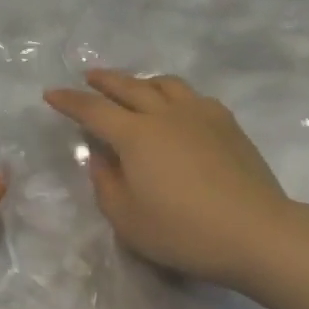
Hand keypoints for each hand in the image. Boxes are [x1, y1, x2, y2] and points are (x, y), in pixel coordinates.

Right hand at [44, 69, 308, 290]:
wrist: (256, 233)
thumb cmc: (184, 231)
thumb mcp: (127, 219)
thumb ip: (106, 183)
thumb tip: (101, 157)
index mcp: (135, 135)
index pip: (92, 109)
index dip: (69, 101)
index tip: (51, 93)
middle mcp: (164, 113)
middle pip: (128, 86)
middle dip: (104, 80)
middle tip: (89, 76)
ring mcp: (199, 114)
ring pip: (164, 83)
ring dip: (142, 81)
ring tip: (134, 86)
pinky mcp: (227, 123)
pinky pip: (194, 97)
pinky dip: (175, 95)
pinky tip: (178, 108)